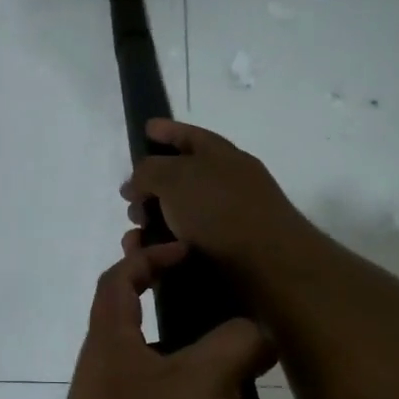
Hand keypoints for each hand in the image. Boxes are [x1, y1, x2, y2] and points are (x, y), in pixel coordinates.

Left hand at [39, 235, 291, 398]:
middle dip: (223, 360)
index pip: (120, 282)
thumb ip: (236, 343)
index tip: (190, 253)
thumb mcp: (204, 379)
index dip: (149, 257)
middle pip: (172, 351)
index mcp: (114, 346)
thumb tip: (254, 334)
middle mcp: (118, 384)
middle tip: (261, 365)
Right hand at [121, 120, 317, 276]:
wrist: (269, 269)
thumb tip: (137, 185)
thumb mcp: (175, 178)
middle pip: (180, 179)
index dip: (166, 130)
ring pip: (178, 217)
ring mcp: (228, 222)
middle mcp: (227, 185)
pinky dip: (163, 250)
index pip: (189, 135)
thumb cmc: (220, 212)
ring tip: (135, 240)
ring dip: (151, 225)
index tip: (145, 128)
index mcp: (221, 156)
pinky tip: (150, 258)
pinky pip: (183, 247)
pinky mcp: (225, 256)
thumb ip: (148, 171)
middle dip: (149, 189)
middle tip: (130, 202)